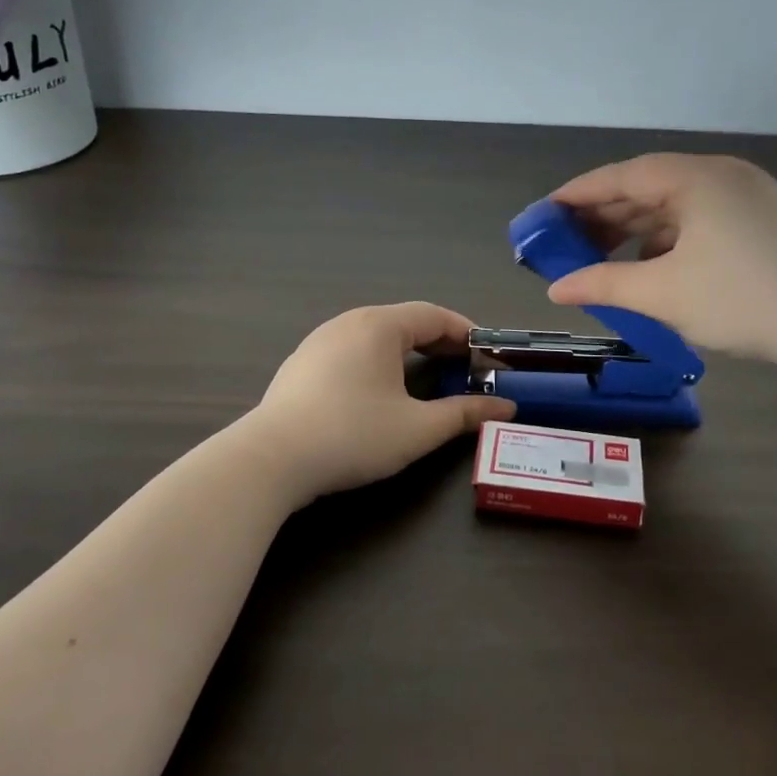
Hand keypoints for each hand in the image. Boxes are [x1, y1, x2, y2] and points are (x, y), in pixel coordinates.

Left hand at [252, 303, 515, 499]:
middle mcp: (348, 323)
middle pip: (405, 322)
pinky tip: (381, 393)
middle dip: (441, 344)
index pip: (434, 315)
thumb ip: (465, 414)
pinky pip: (352, 352)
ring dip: (409, 353)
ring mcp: (319, 342)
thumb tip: (506, 409)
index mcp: (378, 326)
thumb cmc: (352, 435)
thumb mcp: (418, 429)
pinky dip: (379, 363)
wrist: (270, 460)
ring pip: (377, 337)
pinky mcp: (301, 365)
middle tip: (467, 370)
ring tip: (430, 380)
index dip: (467, 333)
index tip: (490, 356)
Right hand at [545, 154, 776, 368]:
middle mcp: (722, 175)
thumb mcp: (663, 293)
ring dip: (635, 230)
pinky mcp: (762, 223)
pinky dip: (667, 241)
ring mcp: (747, 198)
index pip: (622, 175)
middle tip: (566, 242)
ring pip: (675, 206)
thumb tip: (556, 289)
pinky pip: (698, 222)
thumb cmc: (743, 300)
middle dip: (604, 215)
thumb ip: (603, 284)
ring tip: (600, 259)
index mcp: (696, 177)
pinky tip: (648, 268)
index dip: (578, 194)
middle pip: (648, 187)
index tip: (544, 214)